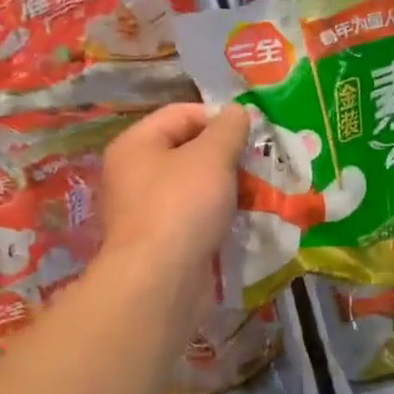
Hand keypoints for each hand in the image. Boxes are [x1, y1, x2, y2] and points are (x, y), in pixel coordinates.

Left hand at [98, 103, 250, 285]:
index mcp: (136, 144)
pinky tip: (242, 221)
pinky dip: (217, 217)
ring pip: (194, 187)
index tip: (252, 133)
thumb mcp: (212, 156)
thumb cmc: (182, 206)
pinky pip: (194, 218)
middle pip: (187, 151)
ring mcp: (145, 211)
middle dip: (227, 156)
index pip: (181, 113)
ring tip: (258, 193)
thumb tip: (237, 111)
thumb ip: (228, 129)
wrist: (160, 281)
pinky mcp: (160, 243)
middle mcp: (133, 174)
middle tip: (260, 164)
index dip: (218, 117)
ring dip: (227, 188)